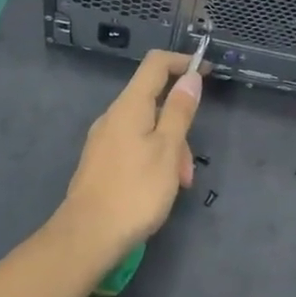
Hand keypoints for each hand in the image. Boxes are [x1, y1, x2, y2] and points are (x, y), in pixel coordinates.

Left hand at [54, 50, 202, 259]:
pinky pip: (134, 147)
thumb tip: (191, 77)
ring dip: (169, 149)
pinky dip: (153, 160)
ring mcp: (103, 139)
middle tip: (189, 166)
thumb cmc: (135, 190)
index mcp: (130, 105)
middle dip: (179, 125)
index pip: (156, 64)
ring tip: (178, 186)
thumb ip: (179, 111)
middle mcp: (113, 116)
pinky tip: (158, 189)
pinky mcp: (100, 161)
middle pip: (153, 101)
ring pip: (146, 129)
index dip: (182, 62)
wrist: (87, 235)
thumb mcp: (167, 149)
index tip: (208, 72)